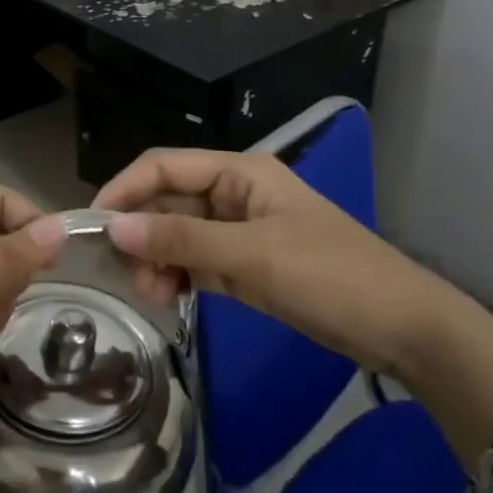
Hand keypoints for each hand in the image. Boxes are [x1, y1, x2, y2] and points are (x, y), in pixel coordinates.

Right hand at [92, 148, 492, 465]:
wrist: (400, 326)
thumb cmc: (331, 276)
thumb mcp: (253, 254)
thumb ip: (181, 239)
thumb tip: (113, 228)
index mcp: (241, 173)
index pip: (164, 166)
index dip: (124, 190)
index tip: (92, 227)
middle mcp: (233, 194)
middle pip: (166, 201)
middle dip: (140, 235)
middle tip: (128, 278)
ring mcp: (238, 231)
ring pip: (176, 235)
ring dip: (156, 260)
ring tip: (153, 295)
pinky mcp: (244, 265)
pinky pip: (194, 262)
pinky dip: (176, 277)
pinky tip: (168, 298)